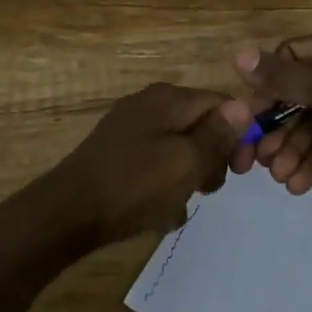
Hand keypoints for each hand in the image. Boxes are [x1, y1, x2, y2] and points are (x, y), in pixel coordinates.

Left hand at [44, 84, 252, 246]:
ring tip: (179, 205)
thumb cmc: (134, 185)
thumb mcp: (187, 161)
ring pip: (179, 148)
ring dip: (188, 177)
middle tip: (207, 190)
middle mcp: (149, 105)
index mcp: (169, 98)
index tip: (243, 171)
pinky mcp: (117, 154)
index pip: (223, 104)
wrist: (68, 213)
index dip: (240, 135)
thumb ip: (218, 134)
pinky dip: (163, 185)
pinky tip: (158, 212)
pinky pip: (155, 164)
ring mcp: (130, 129)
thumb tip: (243, 106)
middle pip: (201, 126)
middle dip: (212, 159)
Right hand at [233, 24, 311, 205]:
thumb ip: (286, 78)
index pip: (291, 58)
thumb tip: (238, 56)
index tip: (248, 117)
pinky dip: (309, 164)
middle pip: (295, 96)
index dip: (267, 87)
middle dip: (276, 127)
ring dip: (290, 151)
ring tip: (279, 175)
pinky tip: (297, 184)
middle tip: (254, 158)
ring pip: (306, 126)